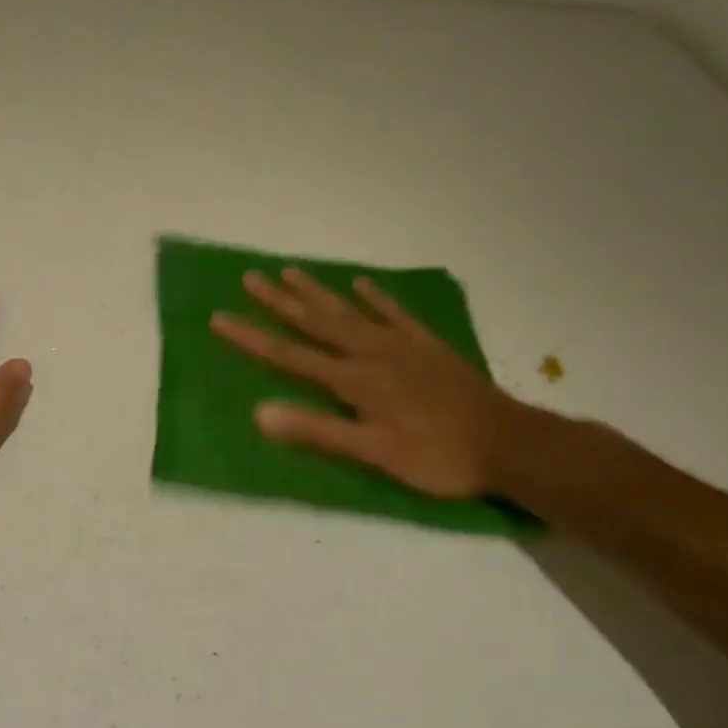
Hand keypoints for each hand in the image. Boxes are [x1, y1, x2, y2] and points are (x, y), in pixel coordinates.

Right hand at [210, 267, 521, 499]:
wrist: (509, 443)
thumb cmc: (437, 456)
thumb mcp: (375, 453)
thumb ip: (318, 431)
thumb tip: (260, 413)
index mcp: (354, 380)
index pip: (290, 356)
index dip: (252, 338)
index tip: (218, 318)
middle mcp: (370, 353)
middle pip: (316, 322)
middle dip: (279, 301)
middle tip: (249, 277)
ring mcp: (400, 344)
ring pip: (349, 311)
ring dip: (317, 292)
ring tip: (289, 271)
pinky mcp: (426, 345)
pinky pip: (395, 313)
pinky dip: (376, 297)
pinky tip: (361, 283)